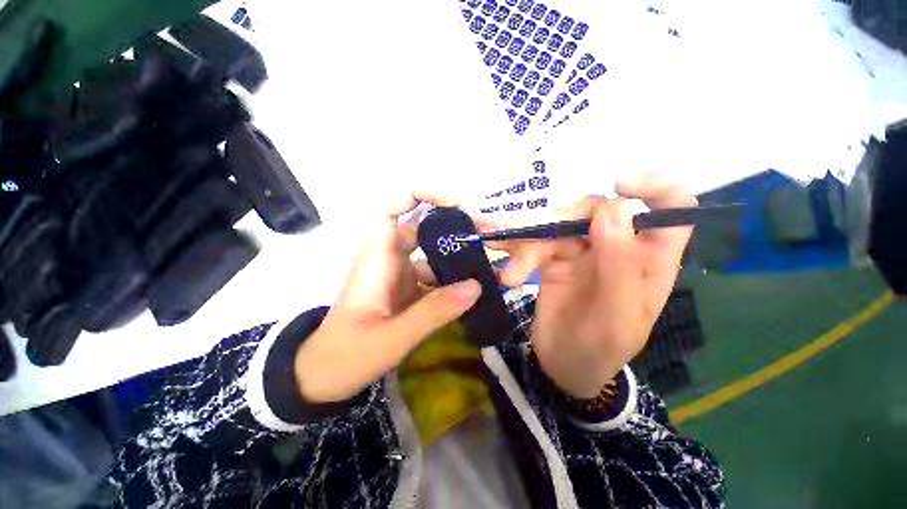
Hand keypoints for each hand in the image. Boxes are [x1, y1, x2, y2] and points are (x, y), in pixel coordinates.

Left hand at [294, 193, 481, 402]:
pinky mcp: (409, 288)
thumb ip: (433, 313)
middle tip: (490, 234)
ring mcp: (401, 273)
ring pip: (434, 252)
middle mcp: (390, 257)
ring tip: (492, 265)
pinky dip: (456, 279)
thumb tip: (476, 286)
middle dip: (457, 225)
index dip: (420, 194)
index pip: (390, 207)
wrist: (325, 376)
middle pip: (424, 227)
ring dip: (461, 255)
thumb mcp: (390, 339)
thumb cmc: (346, 355)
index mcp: (377, 258)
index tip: (454, 203)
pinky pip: (436, 275)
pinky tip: (476, 289)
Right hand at [496, 177, 696, 397]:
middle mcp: (618, 247)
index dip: (653, 188)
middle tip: (529, 257)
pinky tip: (504, 266)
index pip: (672, 207)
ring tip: (510, 275)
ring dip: (527, 247)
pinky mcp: (554, 257)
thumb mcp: (616, 318)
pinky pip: (534, 242)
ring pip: (556, 226)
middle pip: (594, 211)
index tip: (618, 186)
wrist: (563, 366)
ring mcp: (583, 250)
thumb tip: (613, 209)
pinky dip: (515, 250)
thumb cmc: (599, 350)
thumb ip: (620, 266)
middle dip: (559, 226)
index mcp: (649, 260)